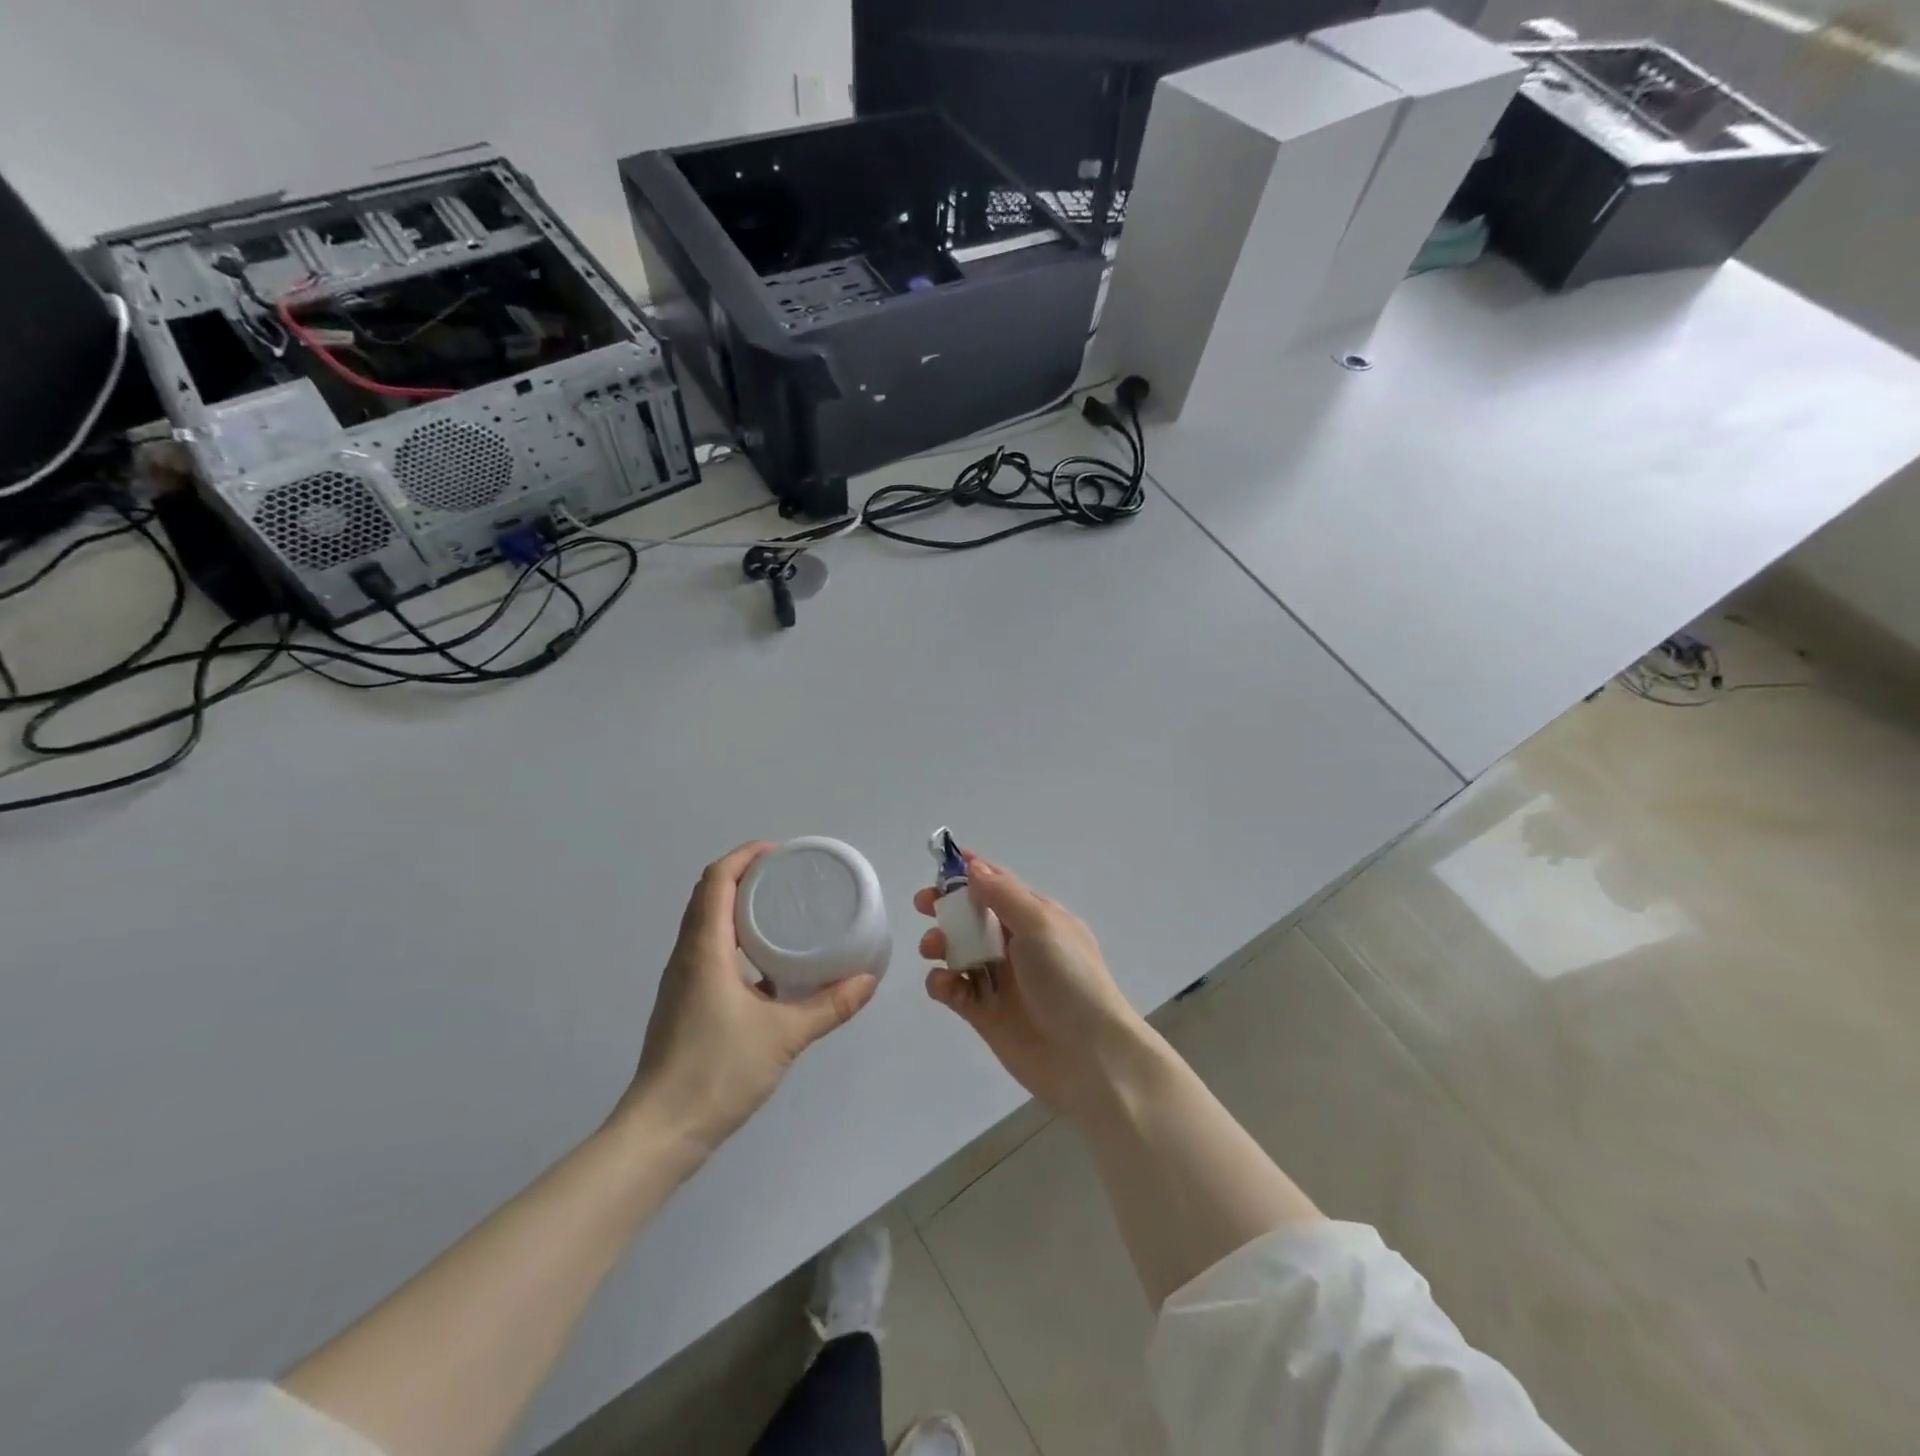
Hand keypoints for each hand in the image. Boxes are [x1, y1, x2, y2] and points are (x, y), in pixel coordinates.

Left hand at [620, 842, 877, 1155]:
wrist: (661, 1132)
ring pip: (706, 923)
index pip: (716, 880)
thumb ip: (830, 1006)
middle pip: (709, 895)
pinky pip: (709, 950)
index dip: (745, 856)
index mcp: (705, 950)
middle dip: (745, 875)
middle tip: (789, 877)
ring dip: (738, 906)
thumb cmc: (717, 1072)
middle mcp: (687, 956)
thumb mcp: (785, 1035)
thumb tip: (869, 980)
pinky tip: (768, 963)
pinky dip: (735, 938)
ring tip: (782, 910)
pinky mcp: (684, 1002)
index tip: (780, 852)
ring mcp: (682, 980)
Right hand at [916, 854, 1146, 1119]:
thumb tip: (973, 866)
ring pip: (959, 952)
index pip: (998, 885)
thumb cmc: (1068, 979)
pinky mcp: (986, 1014)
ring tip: (932, 949)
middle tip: (923, 905)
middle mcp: (1017, 945)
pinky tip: (944, 985)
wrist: (1089, 1057)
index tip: (938, 866)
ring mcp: (1001, 980)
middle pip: (973, 917)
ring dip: (941, 944)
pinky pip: (956, 990)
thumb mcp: (1040, 925)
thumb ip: (1003, 894)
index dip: (969, 873)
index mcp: (1036, 918)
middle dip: (947, 908)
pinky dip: (943, 983)